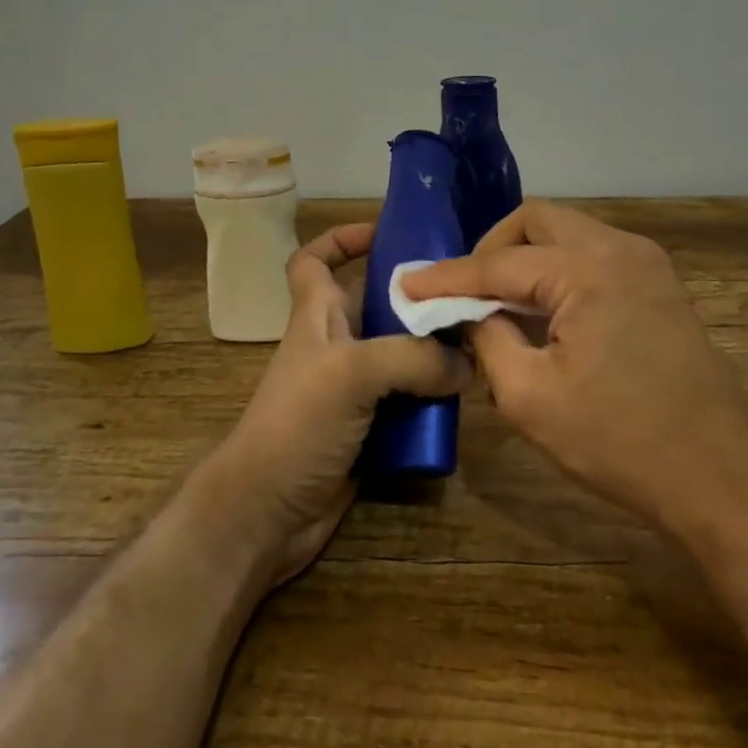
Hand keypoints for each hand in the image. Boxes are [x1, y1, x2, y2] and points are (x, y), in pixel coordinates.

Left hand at [205, 222, 469, 587]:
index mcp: (317, 315)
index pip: (314, 260)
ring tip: (480, 342)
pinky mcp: (370, 428)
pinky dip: (434, 397)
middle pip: (378, 304)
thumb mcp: (351, 372)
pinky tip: (467, 397)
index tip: (384, 232)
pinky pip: (410, 400)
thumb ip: (412, 357)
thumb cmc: (296, 424)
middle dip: (417, 297)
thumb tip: (466, 363)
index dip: (341, 239)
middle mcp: (337, 345)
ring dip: (435, 350)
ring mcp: (353, 389)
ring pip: (401, 354)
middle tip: (468, 294)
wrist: (267, 515)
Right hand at [402, 200, 747, 537]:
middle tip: (465, 291)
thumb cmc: (622, 442)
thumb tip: (472, 315)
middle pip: (536, 221)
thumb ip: (488, 341)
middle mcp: (620, 248)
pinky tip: (543, 312)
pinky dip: (557, 271)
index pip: (499, 263)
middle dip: (492, 248)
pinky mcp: (658, 283)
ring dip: (526, 258)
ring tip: (498, 303)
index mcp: (588, 270)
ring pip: (567, 233)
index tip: (406, 285)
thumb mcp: (530, 399)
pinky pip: (592, 255)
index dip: (447, 277)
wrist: (722, 475)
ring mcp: (646, 262)